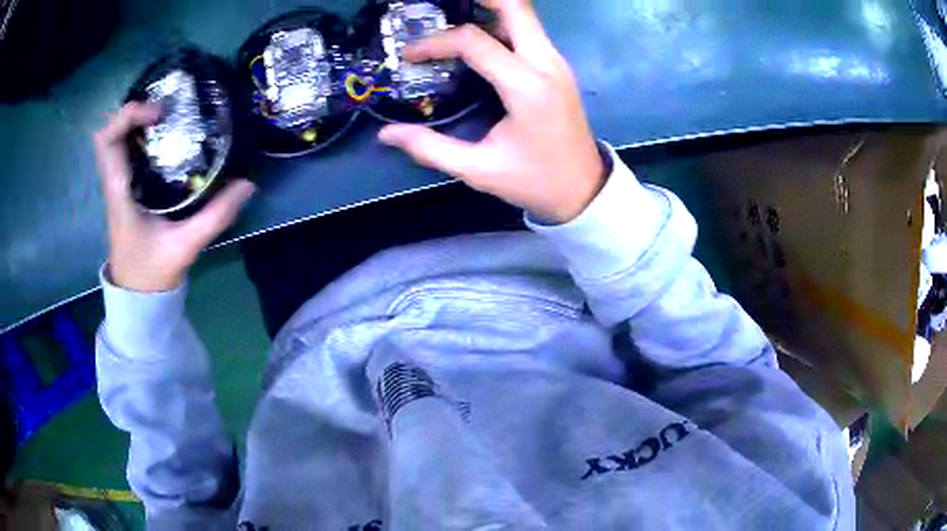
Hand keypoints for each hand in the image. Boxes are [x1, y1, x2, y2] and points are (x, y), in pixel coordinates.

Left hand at [94, 102, 255, 292]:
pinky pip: (124, 152)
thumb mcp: (185, 246)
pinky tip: (163, 140)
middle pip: (108, 133)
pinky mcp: (124, 190)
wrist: (137, 295)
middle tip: (164, 112)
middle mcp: (114, 183)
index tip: (159, 115)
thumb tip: (247, 184)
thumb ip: (215, 216)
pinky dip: (139, 137)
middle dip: (132, 113)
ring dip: (135, 123)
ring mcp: (117, 185)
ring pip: (115, 141)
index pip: (108, 141)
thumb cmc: (152, 273)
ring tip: (166, 120)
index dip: (129, 116)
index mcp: (120, 193)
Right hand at [378, 0, 603, 223]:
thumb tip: (386, 135)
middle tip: (443, 7)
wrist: (584, 189)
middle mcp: (546, 63)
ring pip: (524, 16)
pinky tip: (478, 40)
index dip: (435, 42)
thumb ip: (431, 148)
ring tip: (452, 21)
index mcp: (526, 87)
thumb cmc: (535, 180)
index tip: (410, 55)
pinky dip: (501, 24)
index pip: (474, 41)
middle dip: (481, 0)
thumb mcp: (479, 170)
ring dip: (490, 10)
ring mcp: (556, 62)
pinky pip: (529, 31)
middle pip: (516, 7)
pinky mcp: (557, 67)